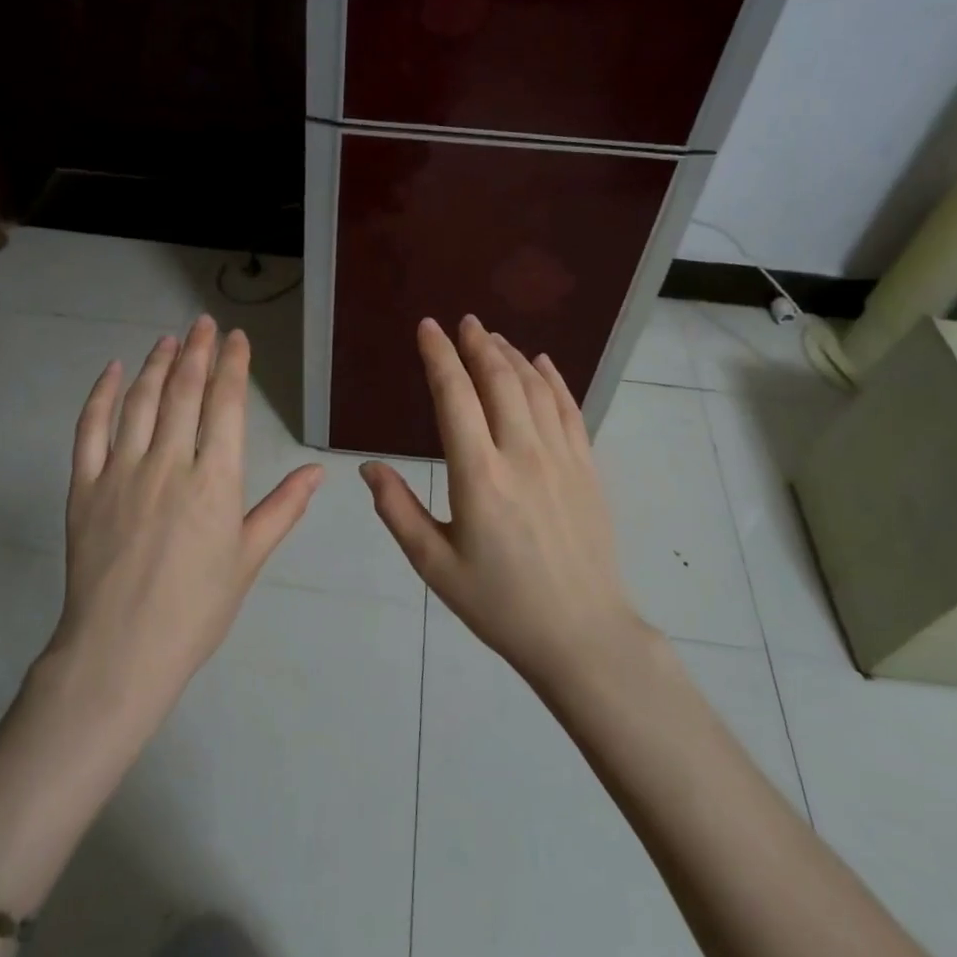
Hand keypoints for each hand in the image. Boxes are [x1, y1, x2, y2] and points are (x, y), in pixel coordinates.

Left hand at [47, 314, 324, 731]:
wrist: (120, 652)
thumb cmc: (196, 610)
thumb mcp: (248, 560)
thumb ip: (282, 509)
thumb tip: (317, 471)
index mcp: (215, 481)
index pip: (226, 405)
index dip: (232, 366)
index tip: (236, 339)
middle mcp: (169, 464)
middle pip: (184, 392)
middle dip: (197, 352)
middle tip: (204, 323)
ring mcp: (121, 472)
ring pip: (141, 402)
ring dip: (157, 364)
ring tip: (169, 338)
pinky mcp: (84, 487)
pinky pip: (90, 429)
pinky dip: (102, 395)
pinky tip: (114, 371)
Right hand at [361, 315, 646, 689]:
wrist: (581, 634)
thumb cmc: (500, 604)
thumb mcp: (435, 565)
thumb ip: (397, 511)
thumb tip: (369, 467)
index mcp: (478, 477)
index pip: (454, 398)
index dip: (439, 357)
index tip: (428, 328)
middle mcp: (522, 455)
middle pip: (499, 380)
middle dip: (477, 345)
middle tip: (463, 322)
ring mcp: (561, 458)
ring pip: (535, 388)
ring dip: (511, 356)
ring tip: (492, 338)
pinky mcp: (587, 468)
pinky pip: (570, 409)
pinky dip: (553, 379)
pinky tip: (541, 363)